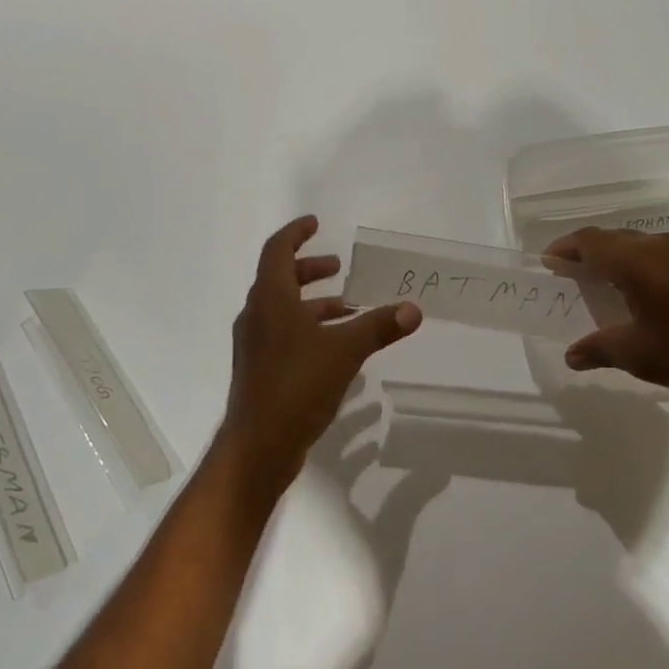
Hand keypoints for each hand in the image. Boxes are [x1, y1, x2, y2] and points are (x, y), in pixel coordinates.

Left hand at [221, 216, 421, 489]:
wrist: (258, 445)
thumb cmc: (297, 385)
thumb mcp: (345, 351)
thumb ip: (378, 327)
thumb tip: (413, 309)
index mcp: (270, 299)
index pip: (277, 250)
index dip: (296, 233)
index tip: (316, 223)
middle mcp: (257, 315)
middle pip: (280, 278)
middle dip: (309, 269)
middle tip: (338, 266)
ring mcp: (255, 345)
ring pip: (283, 310)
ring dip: (313, 303)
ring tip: (348, 309)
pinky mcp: (260, 370)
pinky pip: (284, 335)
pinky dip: (308, 329)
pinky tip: (336, 348)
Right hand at [546, 227, 668, 435]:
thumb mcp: (642, 356)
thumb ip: (600, 349)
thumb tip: (571, 355)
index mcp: (638, 261)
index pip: (589, 242)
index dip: (564, 250)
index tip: (547, 264)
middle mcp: (659, 246)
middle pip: (610, 239)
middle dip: (585, 253)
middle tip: (567, 276)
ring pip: (636, 245)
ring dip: (613, 259)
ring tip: (598, 286)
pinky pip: (657, 255)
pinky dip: (637, 266)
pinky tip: (640, 294)